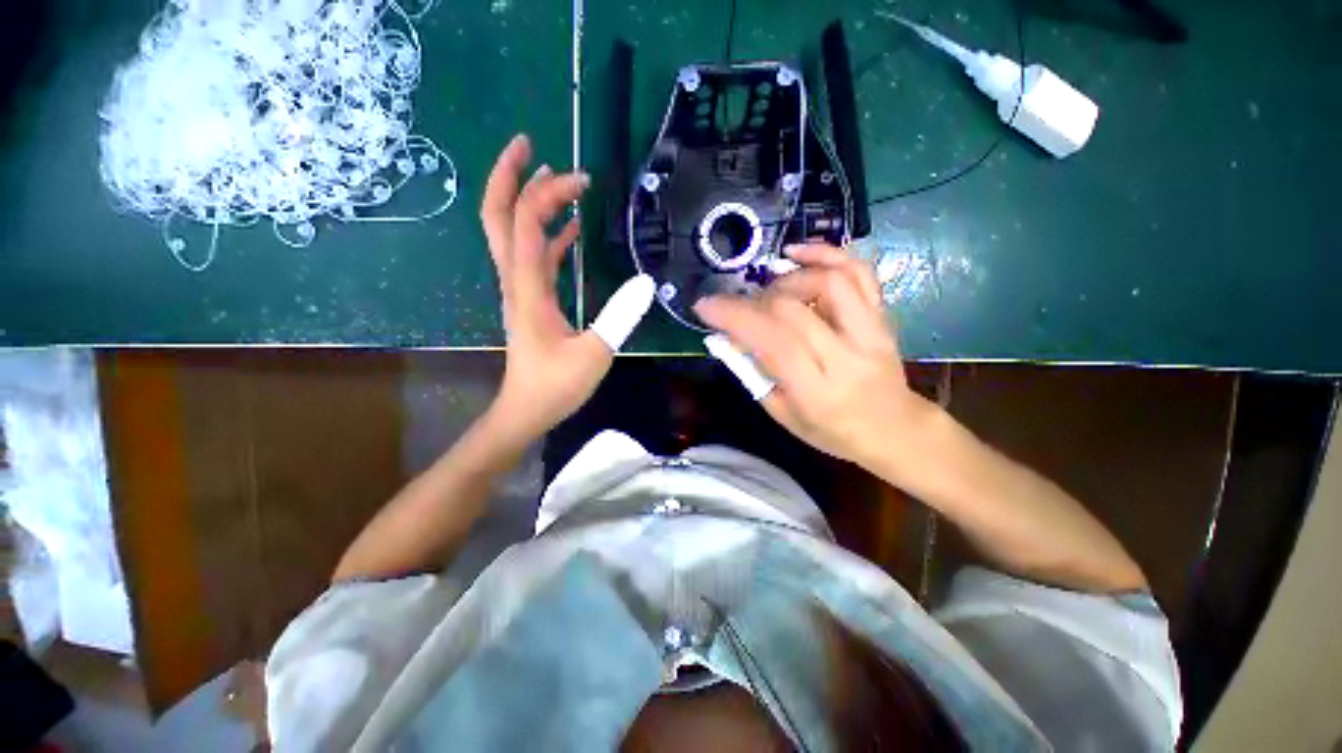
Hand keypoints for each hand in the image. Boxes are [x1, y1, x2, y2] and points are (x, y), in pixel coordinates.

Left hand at [480, 134, 653, 441]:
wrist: (526, 409)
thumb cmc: (555, 385)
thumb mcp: (594, 354)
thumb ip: (620, 317)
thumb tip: (645, 282)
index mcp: (527, 288)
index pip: (526, 224)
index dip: (546, 193)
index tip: (579, 178)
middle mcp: (516, 280)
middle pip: (498, 217)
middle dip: (509, 176)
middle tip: (529, 144)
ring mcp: (522, 288)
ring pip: (513, 233)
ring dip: (530, 201)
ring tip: (557, 177)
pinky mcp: (532, 299)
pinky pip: (535, 257)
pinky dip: (549, 235)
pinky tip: (571, 227)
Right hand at [694, 243, 935, 466]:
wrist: (893, 428)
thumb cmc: (831, 430)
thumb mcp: (782, 414)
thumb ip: (753, 373)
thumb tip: (726, 336)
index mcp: (817, 391)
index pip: (772, 341)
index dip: (734, 317)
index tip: (705, 306)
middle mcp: (846, 356)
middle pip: (792, 308)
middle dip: (753, 301)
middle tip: (740, 308)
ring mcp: (871, 332)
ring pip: (829, 282)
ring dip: (787, 278)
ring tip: (769, 287)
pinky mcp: (882, 317)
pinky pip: (860, 272)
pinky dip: (826, 254)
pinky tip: (798, 254)